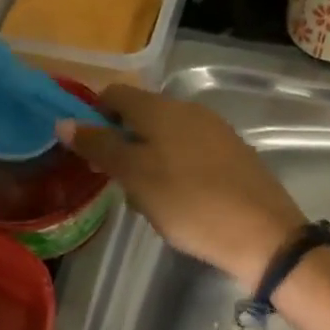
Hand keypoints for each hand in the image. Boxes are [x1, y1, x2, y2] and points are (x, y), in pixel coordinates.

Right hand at [59, 85, 305, 289]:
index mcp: (162, 109)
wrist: (264, 235)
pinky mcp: (234, 155)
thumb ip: (101, 147)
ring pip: (166, 137)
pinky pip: (190, 154)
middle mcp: (190, 110)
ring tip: (147, 200)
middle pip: (142, 116)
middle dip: (122, 144)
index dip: (94, 116)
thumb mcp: (137, 177)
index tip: (85, 150)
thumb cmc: (190, 204)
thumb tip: (64, 121)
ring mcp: (216, 132)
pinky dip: (174, 170)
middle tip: (116, 183)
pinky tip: (179, 202)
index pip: (116, 95)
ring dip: (148, 161)